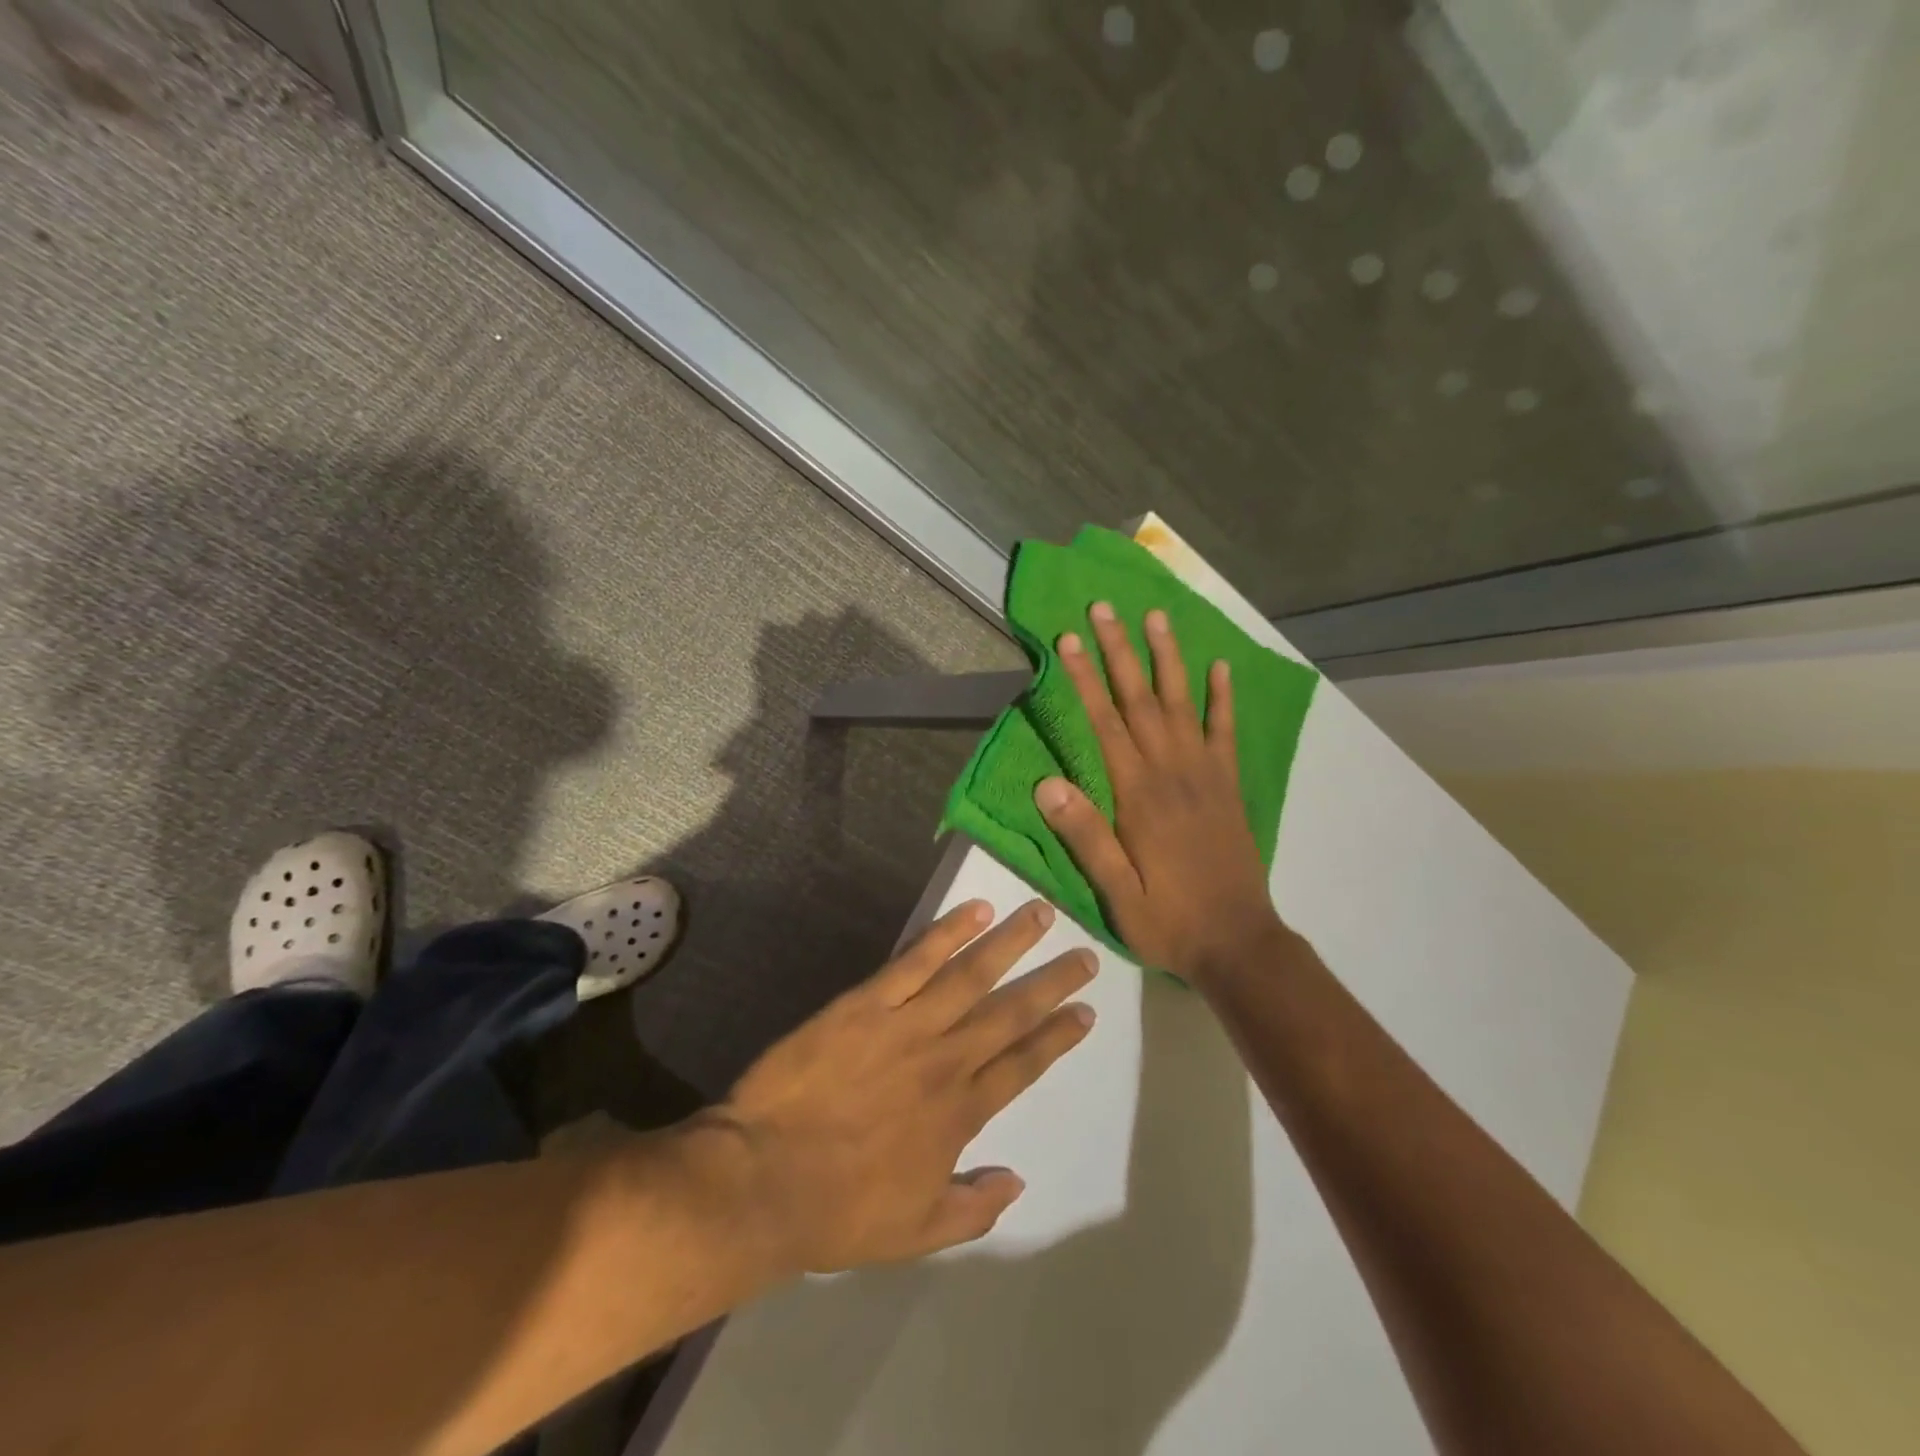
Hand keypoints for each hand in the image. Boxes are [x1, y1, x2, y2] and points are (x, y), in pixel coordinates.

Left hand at [697, 899, 1095, 1274]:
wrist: (763, 1179)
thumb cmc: (838, 1210)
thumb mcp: (916, 1233)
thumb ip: (973, 1209)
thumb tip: (1018, 1181)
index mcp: (960, 1113)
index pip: (1022, 1066)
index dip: (1057, 1037)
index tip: (1085, 1012)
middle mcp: (946, 1061)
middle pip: (1010, 1013)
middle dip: (1052, 983)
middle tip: (1086, 955)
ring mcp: (907, 1026)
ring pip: (971, 975)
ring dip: (1010, 943)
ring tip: (1041, 913)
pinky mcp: (867, 1003)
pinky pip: (915, 961)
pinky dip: (947, 933)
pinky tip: (974, 911)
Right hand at [1033, 602, 1284, 983]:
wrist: (1239, 944)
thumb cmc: (1169, 920)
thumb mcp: (1116, 892)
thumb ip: (1086, 836)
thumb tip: (1047, 784)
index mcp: (1139, 795)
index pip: (1105, 723)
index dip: (1084, 679)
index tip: (1067, 640)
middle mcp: (1172, 772)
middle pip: (1140, 700)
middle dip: (1119, 651)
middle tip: (1104, 608)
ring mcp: (1205, 775)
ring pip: (1182, 704)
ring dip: (1167, 658)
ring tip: (1156, 617)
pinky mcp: (1229, 787)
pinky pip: (1225, 733)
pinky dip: (1222, 698)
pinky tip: (1218, 668)